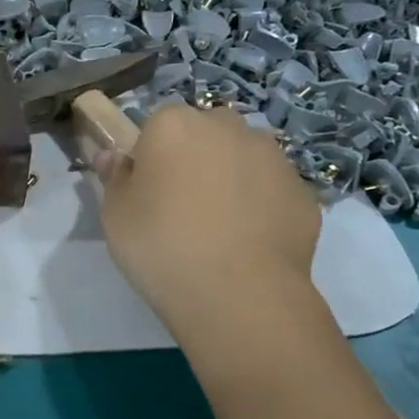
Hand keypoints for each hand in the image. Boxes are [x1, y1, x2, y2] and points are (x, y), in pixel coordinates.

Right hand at [98, 105, 320, 324]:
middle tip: (180, 205)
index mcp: (174, 125)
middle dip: (194, 158)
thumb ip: (116, 178)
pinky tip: (246, 242)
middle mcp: (227, 127)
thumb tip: (115, 157)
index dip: (150, 156)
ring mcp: (272, 157)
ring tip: (218, 227)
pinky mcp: (303, 191)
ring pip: (242, 157)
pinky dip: (259, 205)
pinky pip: (269, 189)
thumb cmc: (162, 245)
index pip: (156, 125)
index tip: (146, 191)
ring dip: (230, 177)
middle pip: (204, 133)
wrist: (239, 294)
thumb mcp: (115, 215)